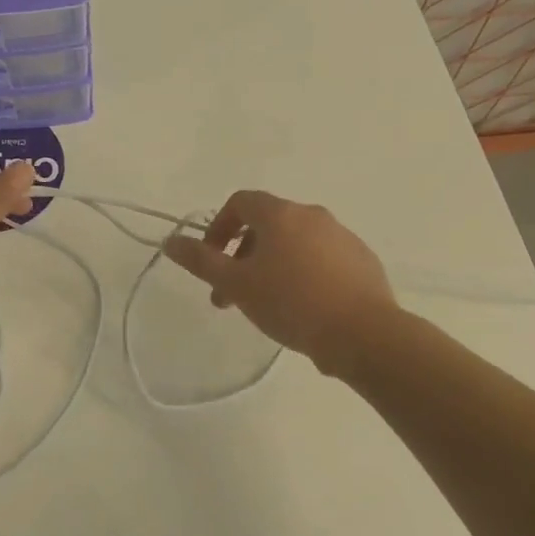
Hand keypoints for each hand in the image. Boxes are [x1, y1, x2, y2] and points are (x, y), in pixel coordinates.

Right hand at [162, 190, 397, 373]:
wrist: (364, 334)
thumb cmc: (292, 303)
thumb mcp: (237, 284)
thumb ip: (201, 260)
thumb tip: (170, 241)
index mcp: (280, 214)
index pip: (240, 202)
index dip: (219, 227)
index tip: (213, 261)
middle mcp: (312, 215)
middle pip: (267, 224)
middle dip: (242, 256)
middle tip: (232, 296)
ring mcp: (342, 236)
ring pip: (295, 243)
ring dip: (272, 266)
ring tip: (266, 306)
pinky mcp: (362, 260)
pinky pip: (322, 259)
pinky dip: (303, 274)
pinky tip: (303, 309)